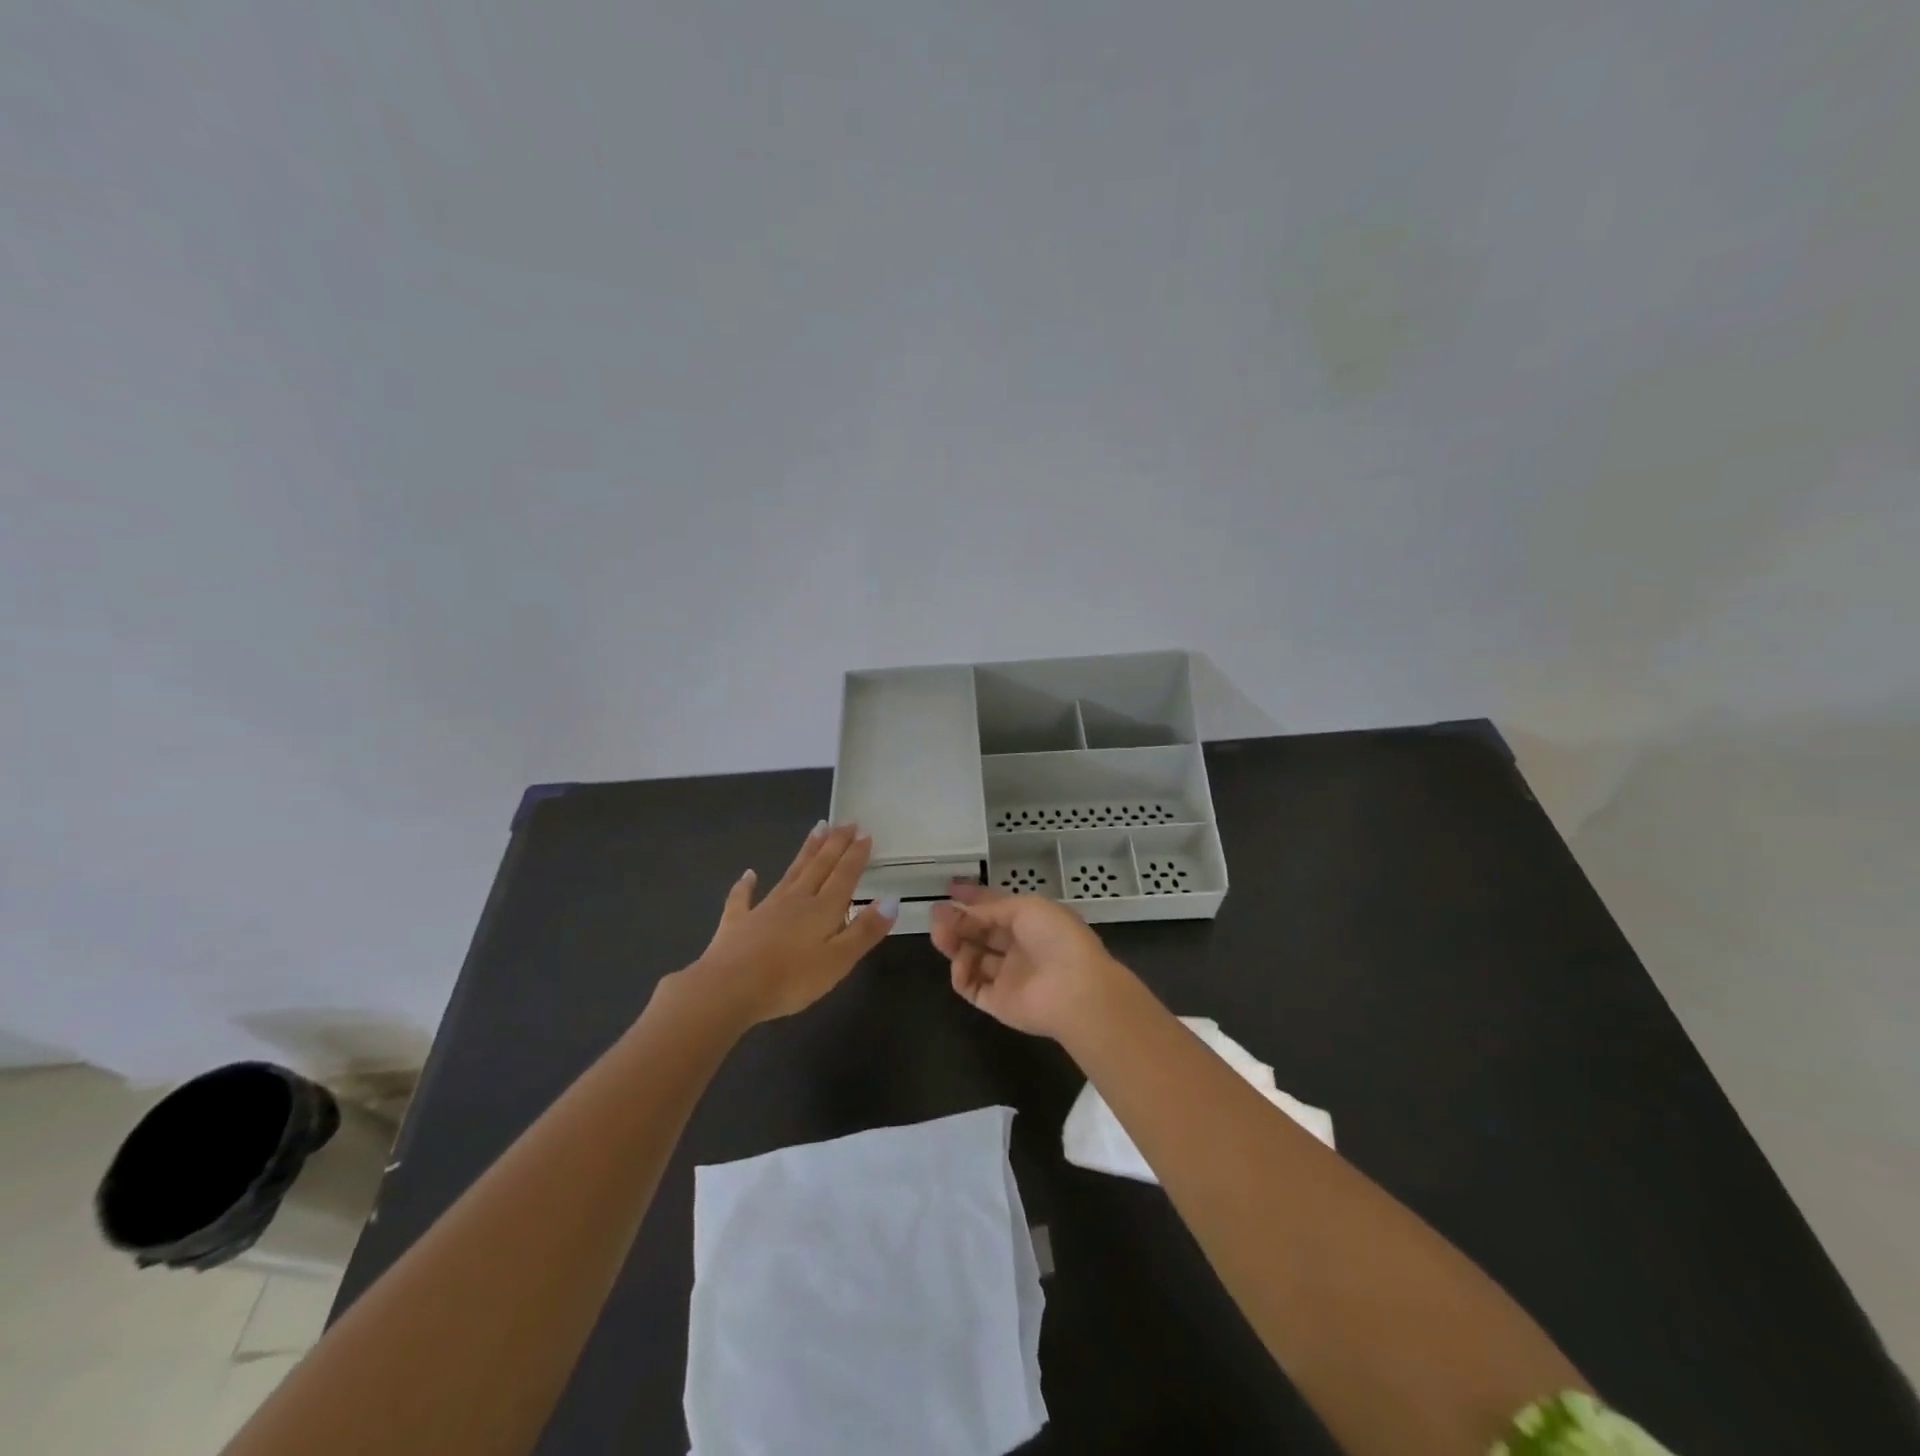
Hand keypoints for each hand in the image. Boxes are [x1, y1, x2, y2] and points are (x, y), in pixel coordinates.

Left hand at [687, 823, 896, 1025]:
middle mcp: (796, 900)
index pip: (844, 875)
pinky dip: (746, 885)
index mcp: (823, 909)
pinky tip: (749, 874)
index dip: (856, 855)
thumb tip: (891, 899)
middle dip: (835, 844)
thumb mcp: (838, 960)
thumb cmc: (790, 979)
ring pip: (791, 873)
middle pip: (819, 866)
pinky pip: (743, 898)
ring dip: (806, 851)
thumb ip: (865, 930)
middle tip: (846, 822)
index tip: (865, 833)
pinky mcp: (737, 922)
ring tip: (817, 830)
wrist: (728, 989)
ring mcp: (764, 908)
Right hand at [929, 882, 1127, 1039]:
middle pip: (981, 932)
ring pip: (972, 957)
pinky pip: (971, 985)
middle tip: (936, 913)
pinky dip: (961, 973)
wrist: (1074, 989)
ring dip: (954, 944)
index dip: (973, 898)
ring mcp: (1007, 976)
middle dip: (958, 920)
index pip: (996, 908)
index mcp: (1031, 922)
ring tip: (939, 934)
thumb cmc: (1055, 938)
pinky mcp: (997, 1002)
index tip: (949, 889)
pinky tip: (960, 962)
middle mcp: (1019, 948)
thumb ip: (991, 907)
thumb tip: (965, 909)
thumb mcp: (1025, 907)